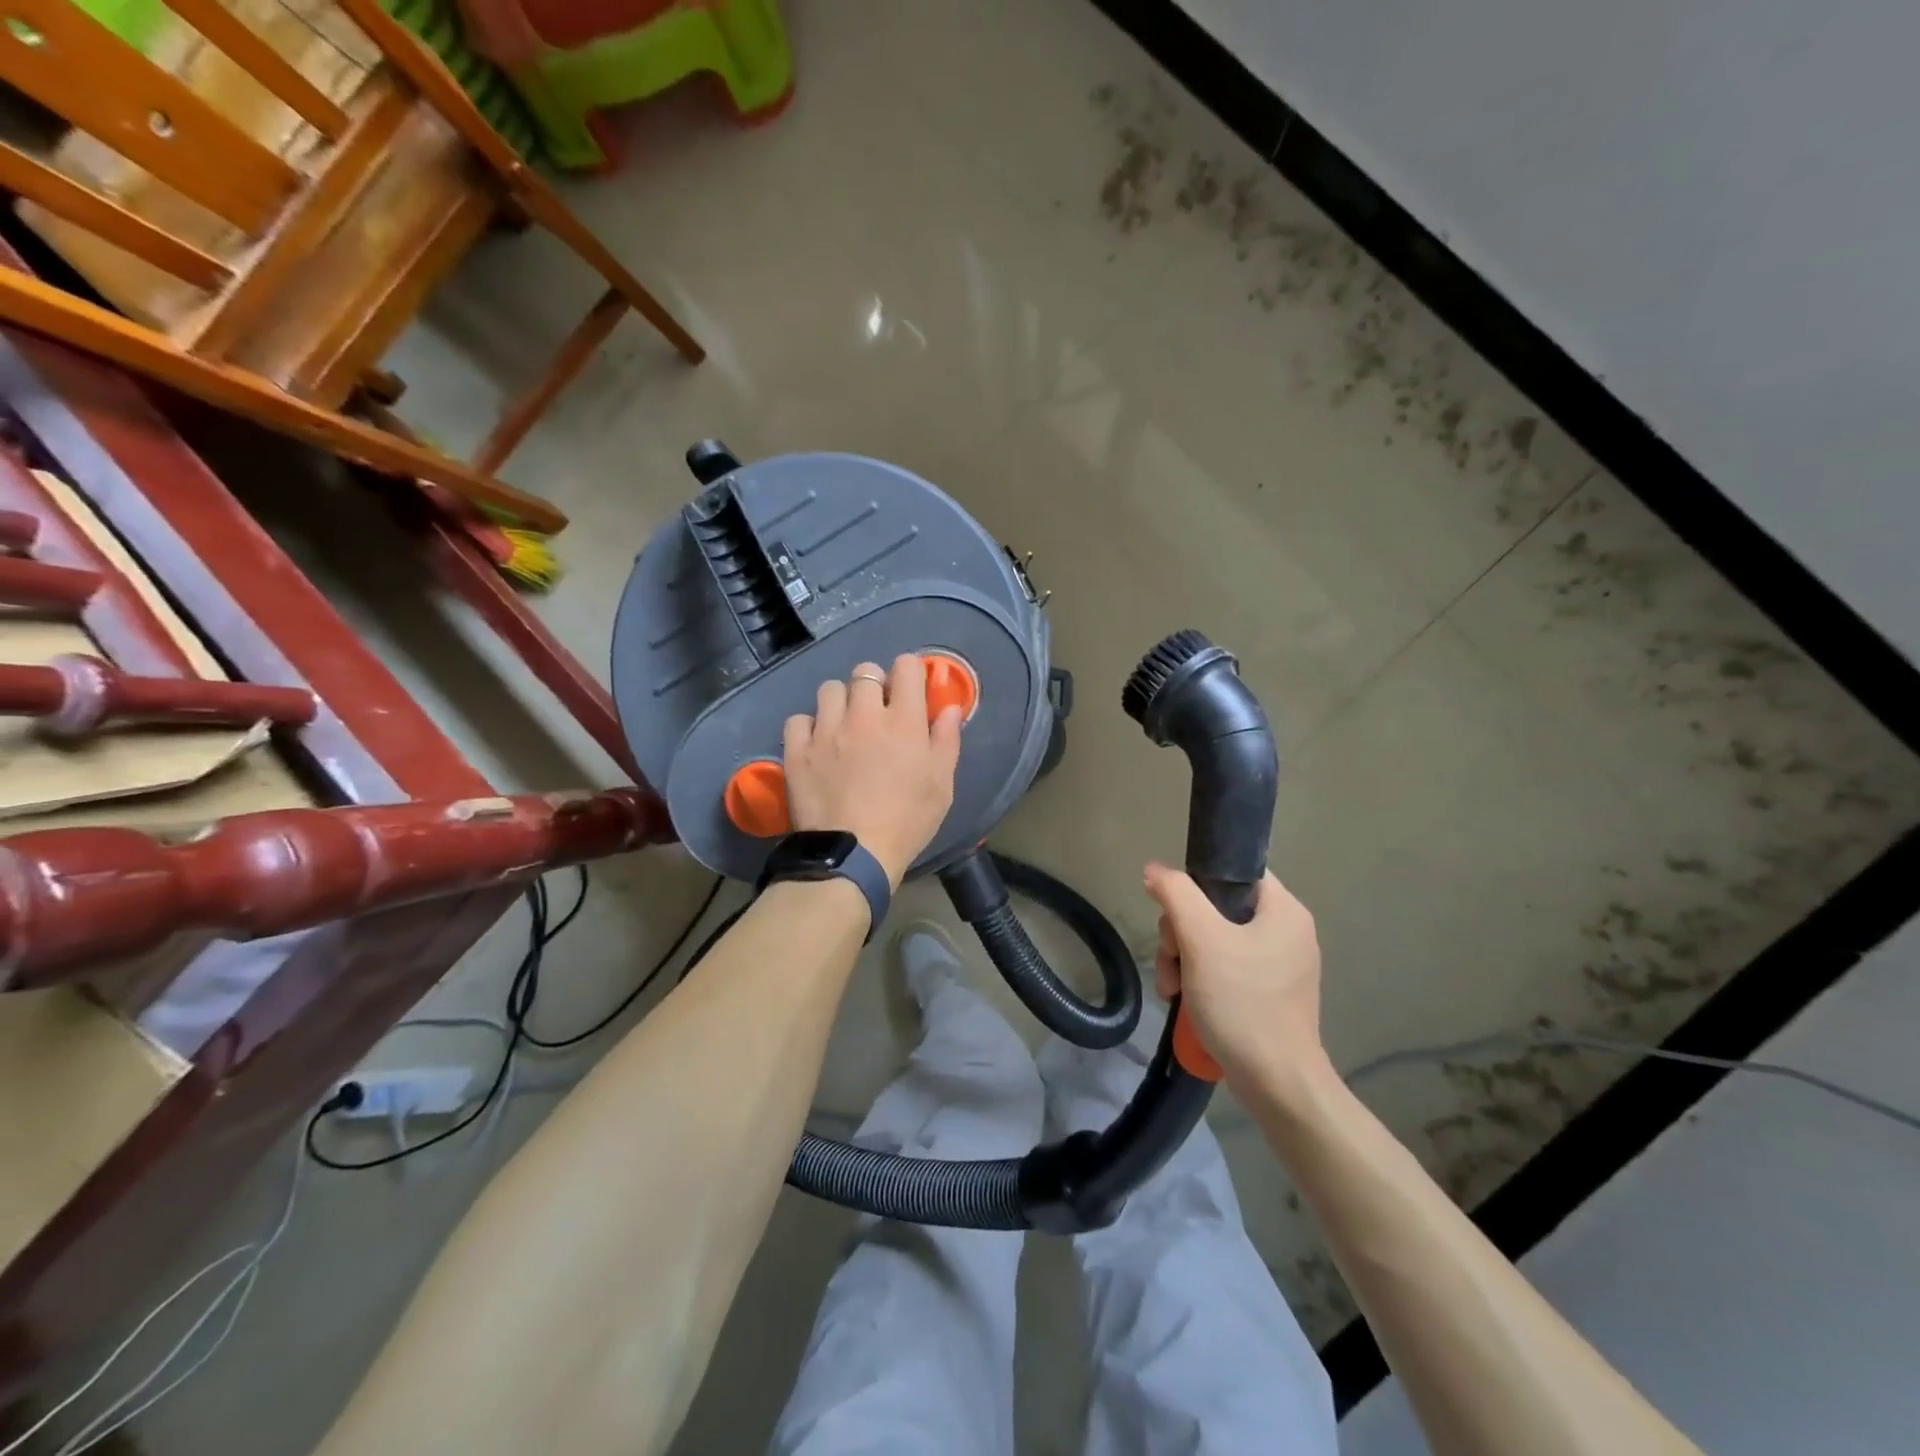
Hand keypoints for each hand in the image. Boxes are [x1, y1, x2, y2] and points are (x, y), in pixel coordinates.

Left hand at [783, 655, 963, 886]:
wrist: (853, 856)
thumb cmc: (906, 822)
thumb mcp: (942, 785)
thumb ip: (946, 740)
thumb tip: (949, 707)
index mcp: (903, 721)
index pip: (906, 667)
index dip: (909, 673)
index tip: (909, 690)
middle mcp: (863, 715)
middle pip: (865, 672)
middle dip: (874, 685)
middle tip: (877, 711)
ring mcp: (826, 730)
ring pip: (829, 689)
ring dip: (840, 701)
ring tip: (844, 726)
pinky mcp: (797, 750)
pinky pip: (799, 719)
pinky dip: (808, 727)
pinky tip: (817, 745)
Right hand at [1144, 863, 1331, 1095]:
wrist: (1277, 1084)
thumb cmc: (1242, 1002)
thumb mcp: (1201, 940)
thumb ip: (1176, 895)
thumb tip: (1155, 869)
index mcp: (1284, 910)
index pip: (1234, 872)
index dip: (1197, 884)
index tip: (1175, 913)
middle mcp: (1287, 932)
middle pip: (1217, 909)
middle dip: (1181, 934)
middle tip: (1172, 961)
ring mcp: (1278, 965)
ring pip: (1214, 940)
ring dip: (1183, 959)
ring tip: (1172, 989)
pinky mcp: (1268, 994)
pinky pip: (1225, 968)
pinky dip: (1200, 979)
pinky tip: (1183, 1000)